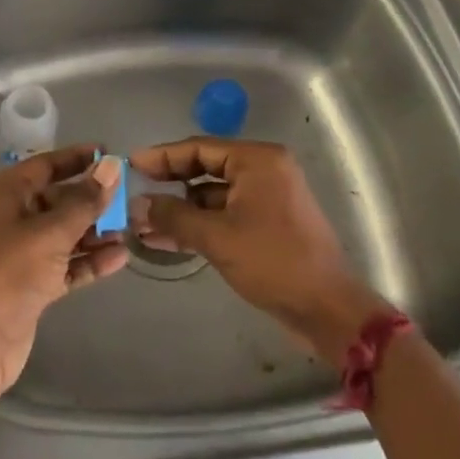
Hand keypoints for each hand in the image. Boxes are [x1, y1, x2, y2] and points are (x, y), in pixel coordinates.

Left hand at [0, 147, 127, 395]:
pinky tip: (120, 258)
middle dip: (91, 200)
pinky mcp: (31, 283)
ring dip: (94, 232)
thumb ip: (85, 201)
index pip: (45, 165)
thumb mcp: (51, 232)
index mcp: (4, 193)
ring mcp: (20, 251)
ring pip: (63, 232)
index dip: (77, 158)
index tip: (110, 154)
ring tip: (131, 230)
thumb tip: (112, 167)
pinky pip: (65, 262)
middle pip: (57, 199)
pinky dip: (88, 260)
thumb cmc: (9, 271)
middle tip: (129, 199)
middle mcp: (10, 216)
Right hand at [129, 138, 393, 365]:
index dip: (162, 156)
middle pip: (205, 169)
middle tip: (134, 191)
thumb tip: (137, 205)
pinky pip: (224, 215)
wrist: (327, 310)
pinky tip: (165, 239)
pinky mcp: (266, 224)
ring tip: (142, 223)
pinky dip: (198, 225)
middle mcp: (263, 170)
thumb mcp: (217, 237)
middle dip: (169, 185)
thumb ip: (174, 216)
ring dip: (180, 210)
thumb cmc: (273, 262)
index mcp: (257, 160)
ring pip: (211, 196)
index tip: (132, 163)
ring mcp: (266, 198)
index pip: (199, 148)